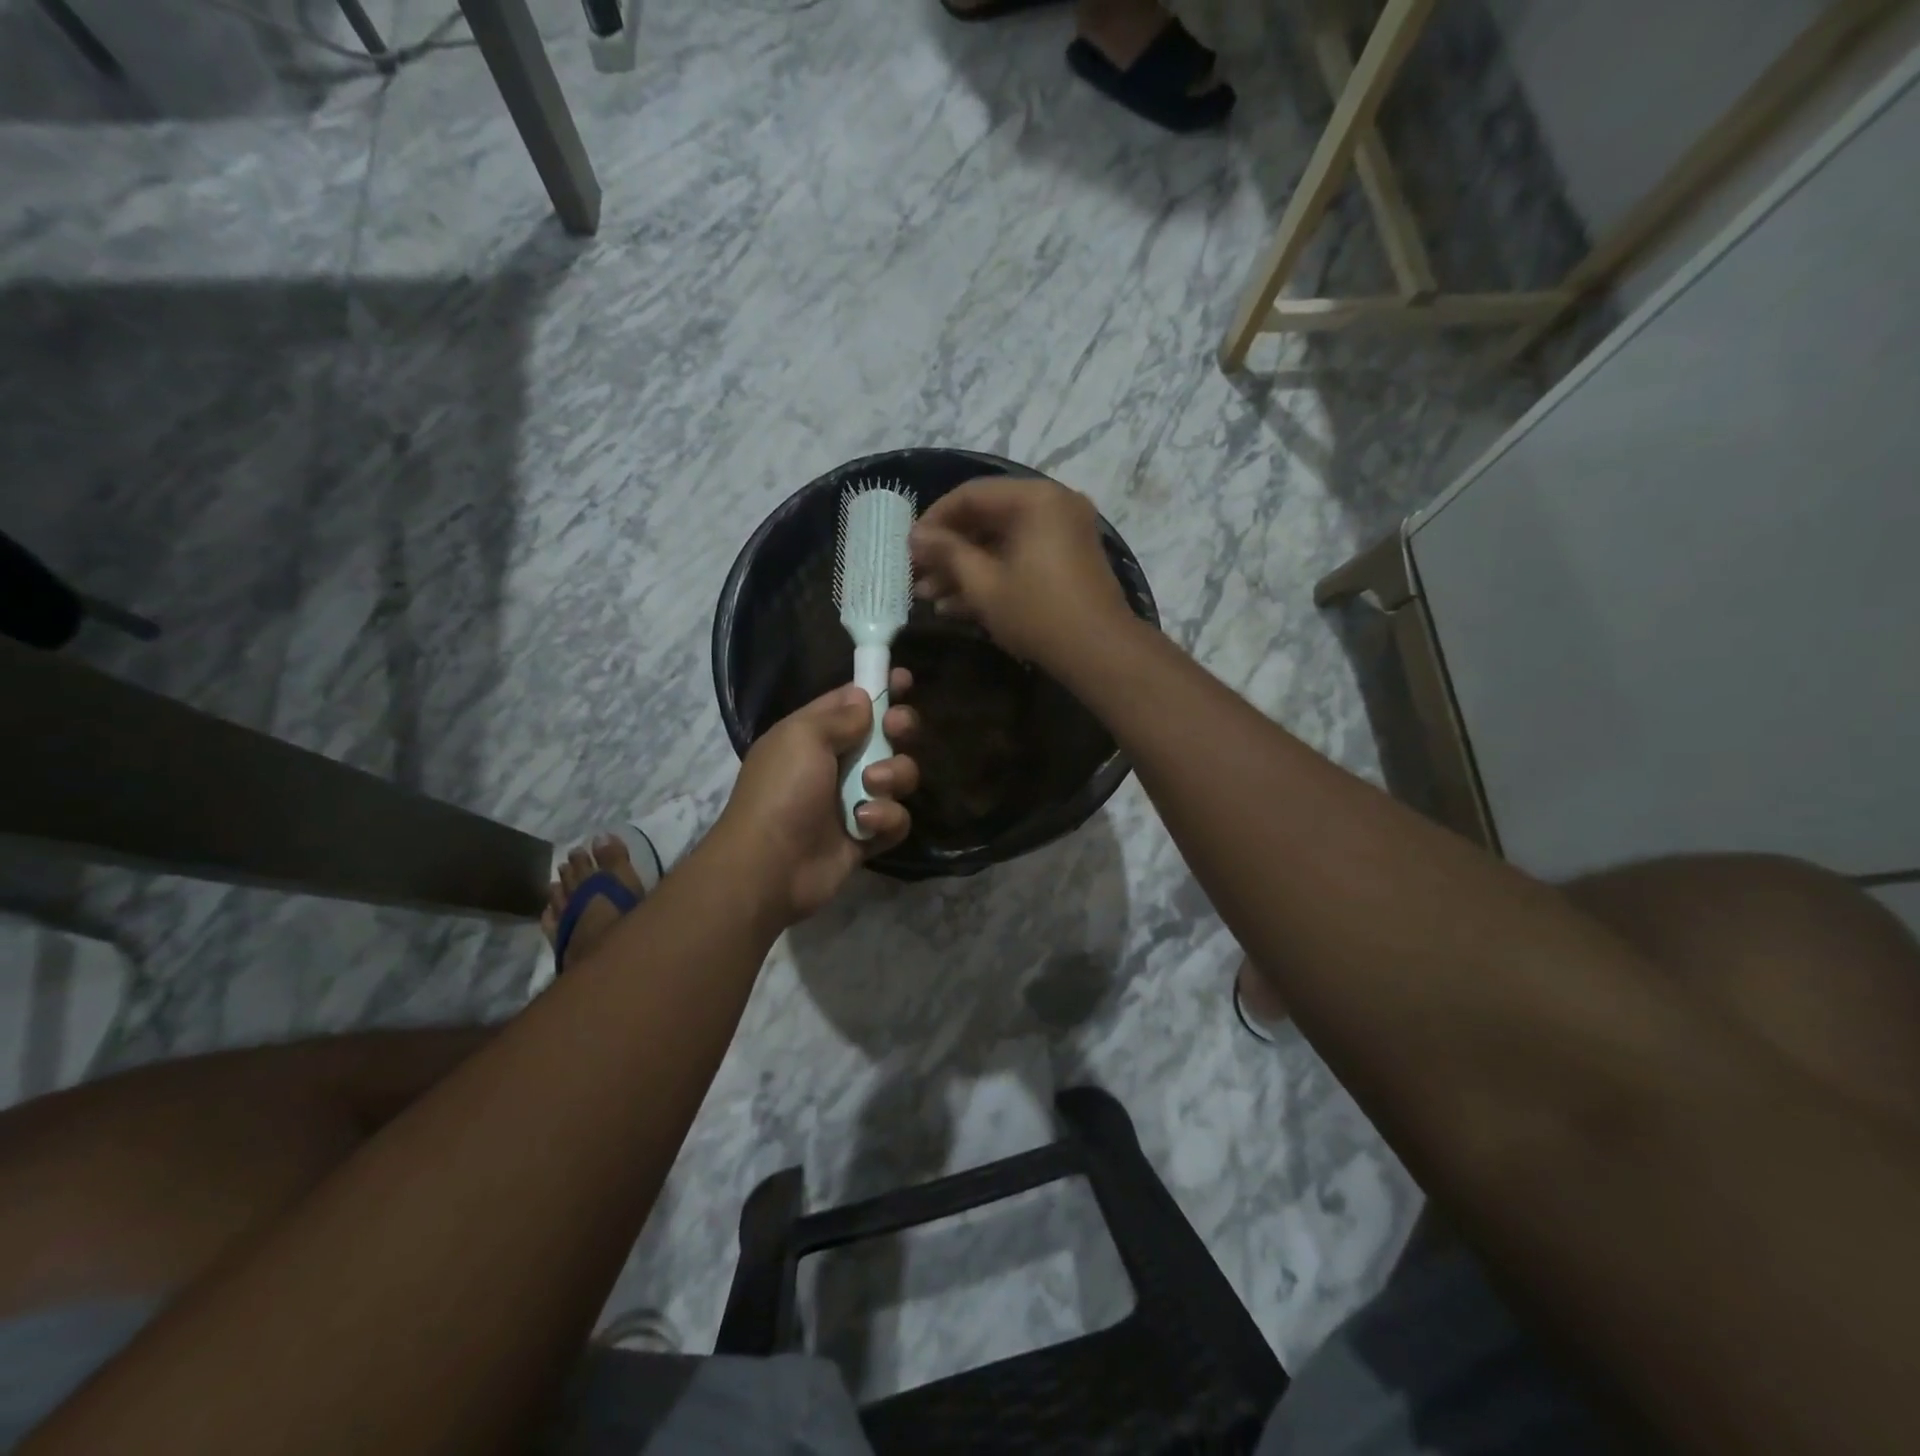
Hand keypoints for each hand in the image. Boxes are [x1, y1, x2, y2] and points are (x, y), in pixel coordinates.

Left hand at [710, 673, 919, 925]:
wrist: (770, 866)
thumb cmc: (782, 791)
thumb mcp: (802, 737)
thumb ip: (839, 716)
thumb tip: (864, 698)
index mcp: (814, 735)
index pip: (853, 702)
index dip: (879, 688)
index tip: (904, 680)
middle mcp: (836, 764)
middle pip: (886, 736)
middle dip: (899, 730)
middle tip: (897, 731)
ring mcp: (854, 801)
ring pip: (899, 776)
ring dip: (893, 776)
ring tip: (871, 787)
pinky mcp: (867, 836)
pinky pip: (896, 819)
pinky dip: (886, 819)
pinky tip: (865, 824)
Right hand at [909, 477, 1131, 672]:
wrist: (1100, 653)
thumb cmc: (1038, 614)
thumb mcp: (984, 584)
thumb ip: (948, 553)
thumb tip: (916, 537)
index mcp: (1035, 499)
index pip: (971, 495)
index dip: (934, 520)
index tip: (909, 548)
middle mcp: (1052, 506)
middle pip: (986, 518)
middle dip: (948, 550)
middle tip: (916, 575)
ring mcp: (1062, 533)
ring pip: (1001, 542)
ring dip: (964, 568)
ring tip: (928, 596)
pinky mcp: (1066, 561)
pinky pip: (1021, 557)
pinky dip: (991, 576)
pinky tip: (955, 606)